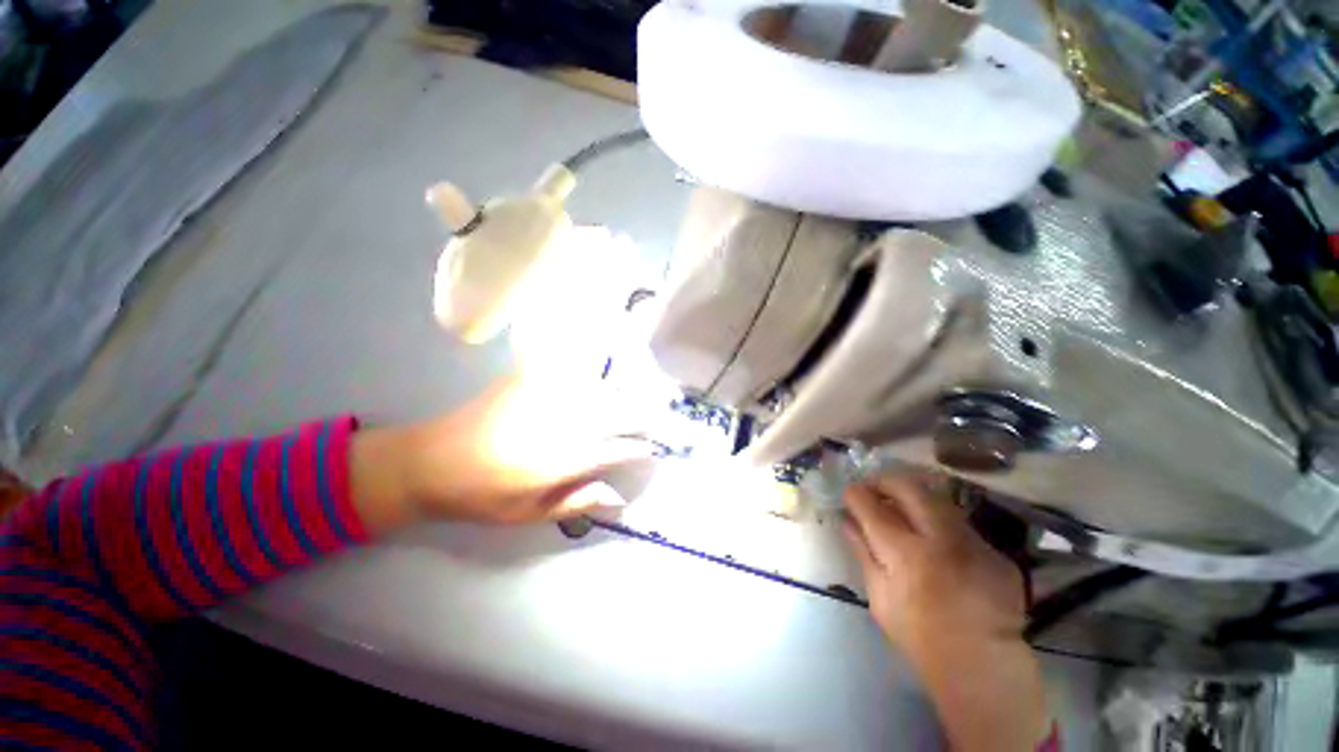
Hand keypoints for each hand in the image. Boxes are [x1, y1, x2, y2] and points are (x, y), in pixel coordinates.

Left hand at [350, 376, 654, 529]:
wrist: (430, 461)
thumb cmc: (481, 496)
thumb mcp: (528, 514)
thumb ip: (576, 502)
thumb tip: (617, 495)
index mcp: (560, 461)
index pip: (615, 449)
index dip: (637, 448)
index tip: (652, 450)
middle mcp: (560, 424)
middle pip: (615, 413)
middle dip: (642, 415)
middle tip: (658, 418)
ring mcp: (545, 397)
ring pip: (599, 389)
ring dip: (625, 392)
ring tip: (642, 393)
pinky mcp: (529, 380)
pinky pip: (572, 371)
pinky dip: (593, 373)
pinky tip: (602, 375)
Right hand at [842, 472, 1024, 654]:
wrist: (983, 665)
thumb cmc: (918, 636)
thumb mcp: (879, 596)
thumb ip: (863, 551)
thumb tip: (847, 520)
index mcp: (906, 554)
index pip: (870, 504)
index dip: (854, 494)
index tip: (849, 495)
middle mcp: (941, 538)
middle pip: (907, 486)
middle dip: (883, 481)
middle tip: (873, 490)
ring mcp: (972, 541)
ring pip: (936, 497)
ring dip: (911, 496)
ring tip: (901, 508)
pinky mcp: (994, 550)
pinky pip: (958, 522)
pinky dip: (938, 522)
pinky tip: (936, 541)